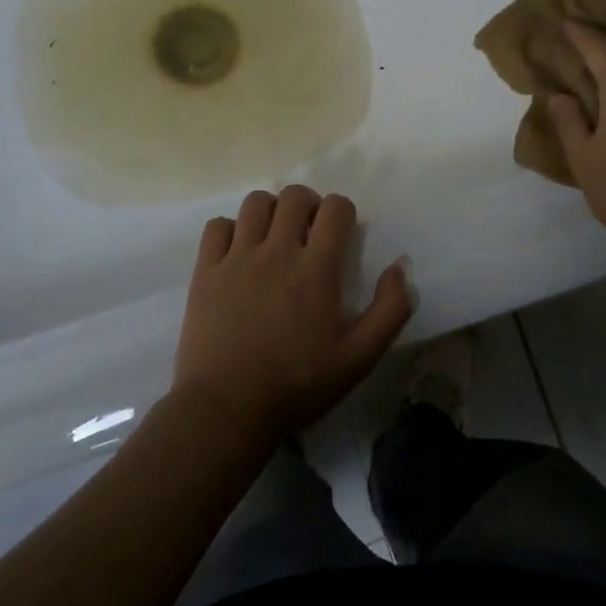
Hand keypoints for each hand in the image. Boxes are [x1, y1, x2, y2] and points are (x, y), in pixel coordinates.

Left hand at [172, 186, 412, 442]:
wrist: (227, 409)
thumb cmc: (297, 385)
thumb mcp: (359, 358)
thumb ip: (390, 310)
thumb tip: (400, 267)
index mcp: (317, 268)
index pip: (335, 208)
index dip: (343, 213)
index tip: (341, 235)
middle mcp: (277, 251)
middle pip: (294, 196)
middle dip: (309, 205)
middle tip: (309, 233)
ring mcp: (237, 258)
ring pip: (255, 203)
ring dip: (271, 211)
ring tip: (274, 237)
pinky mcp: (205, 271)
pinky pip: (216, 226)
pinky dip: (231, 229)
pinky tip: (238, 252)